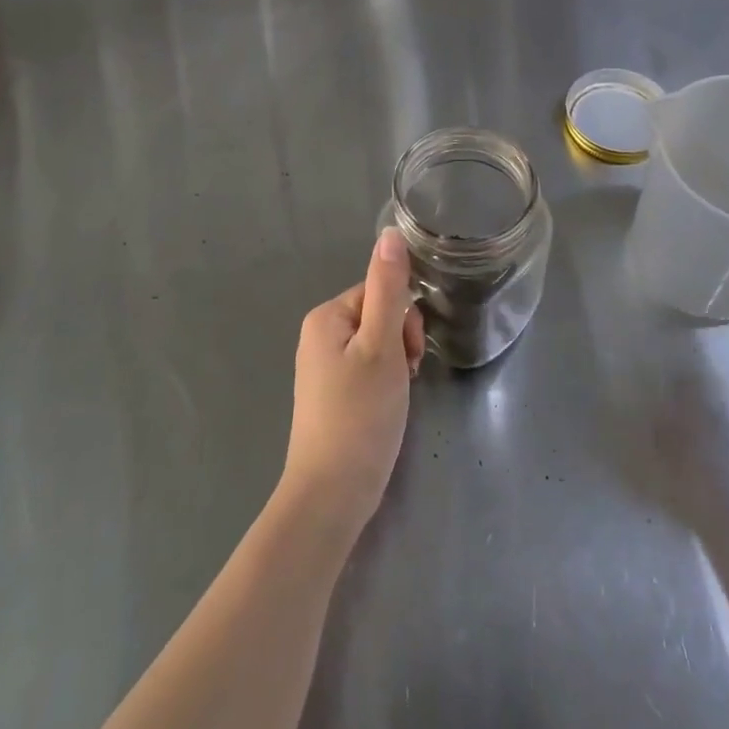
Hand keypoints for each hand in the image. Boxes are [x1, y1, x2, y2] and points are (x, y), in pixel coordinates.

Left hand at [278, 229, 424, 539]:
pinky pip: (367, 370)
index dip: (404, 321)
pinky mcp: (331, 395)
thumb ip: (389, 288)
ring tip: (394, 399)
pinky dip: (384, 385)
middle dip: (401, 343)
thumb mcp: (382, 345)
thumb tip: (391, 233)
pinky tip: (385, 410)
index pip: (381, 292)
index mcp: (326, 316)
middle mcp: (319, 335)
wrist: (331, 495)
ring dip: (396, 366)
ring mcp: (323, 367)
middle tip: (403, 379)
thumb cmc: (360, 415)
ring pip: (378, 345)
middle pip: (379, 316)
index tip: (409, 355)